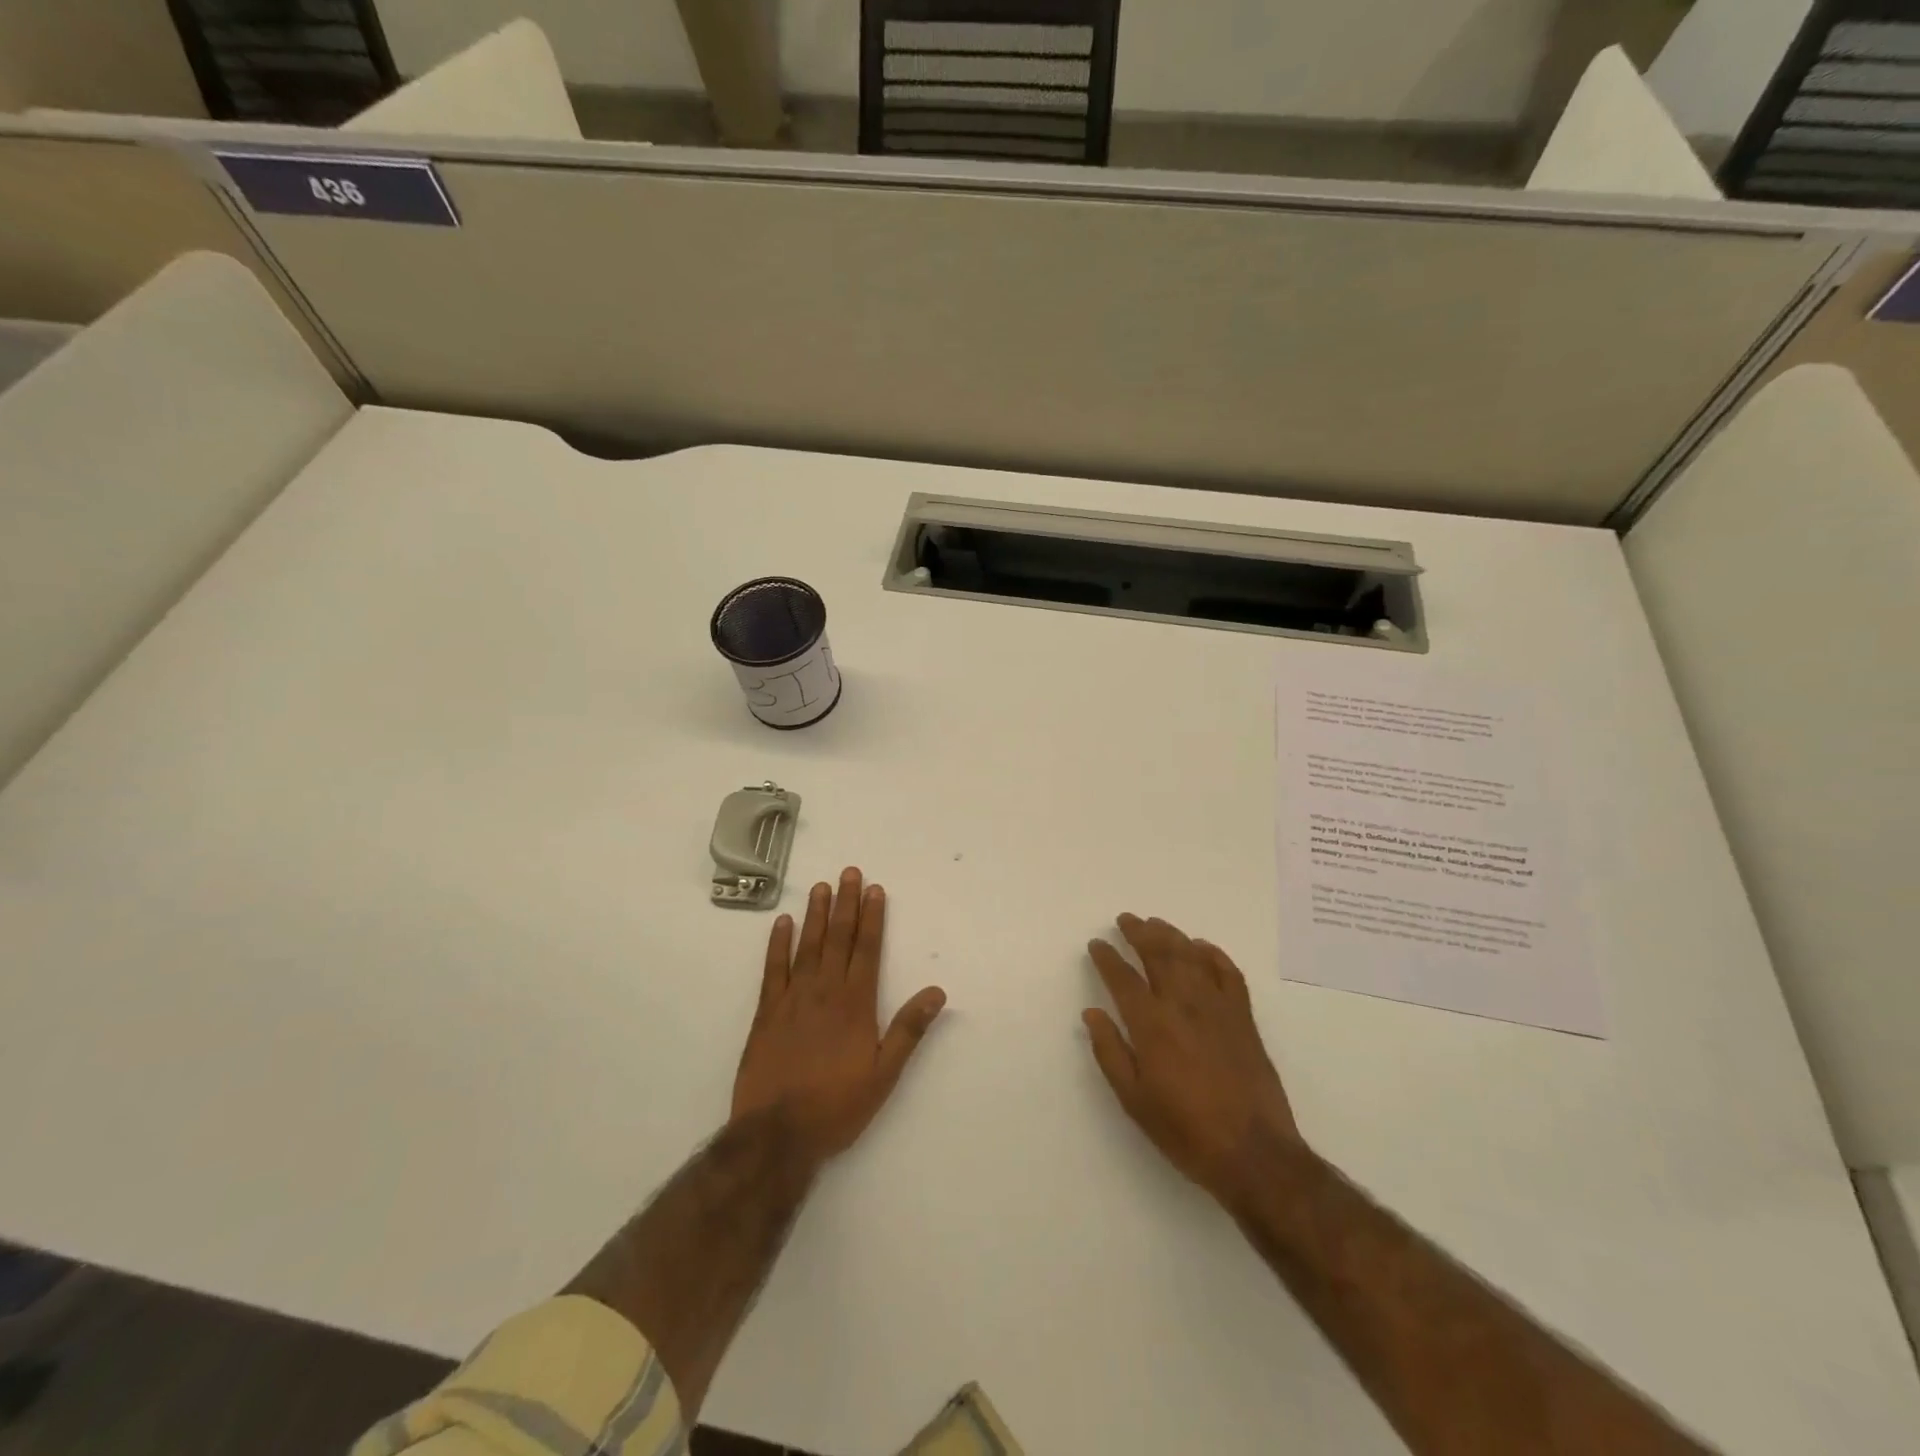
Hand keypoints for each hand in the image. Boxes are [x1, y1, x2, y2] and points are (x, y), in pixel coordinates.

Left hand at [733, 867, 946, 1163]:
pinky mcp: (766, 1013)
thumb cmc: (837, 1106)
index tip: (874, 890)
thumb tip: (937, 991)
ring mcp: (792, 999)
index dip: (872, 918)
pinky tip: (782, 923)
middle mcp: (825, 992)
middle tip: (849, 872)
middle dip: (846, 904)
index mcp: (855, 1004)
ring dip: (816, 915)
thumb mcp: (884, 1074)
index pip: (867, 950)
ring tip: (820, 887)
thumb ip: (909, 1030)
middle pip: (838, 939)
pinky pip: (772, 969)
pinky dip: (777, 944)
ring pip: (807, 946)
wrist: (776, 1133)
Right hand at [1083, 914, 1305, 1209]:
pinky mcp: (1243, 1017)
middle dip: (1138, 932)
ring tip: (1155, 924)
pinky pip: (1228, 972)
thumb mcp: (1134, 1100)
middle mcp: (1183, 1005)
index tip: (1096, 944)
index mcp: (1151, 1025)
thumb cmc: (1185, 1130)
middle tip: (1125, 920)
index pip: (1122, 978)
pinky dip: (1213, 954)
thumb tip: (1092, 1013)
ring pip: (1191, 955)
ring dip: (1170, 935)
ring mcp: (1217, 1007)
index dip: (1107, 957)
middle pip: (1158, 954)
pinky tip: (1201, 946)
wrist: (1254, 1153)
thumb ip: (1110, 1052)